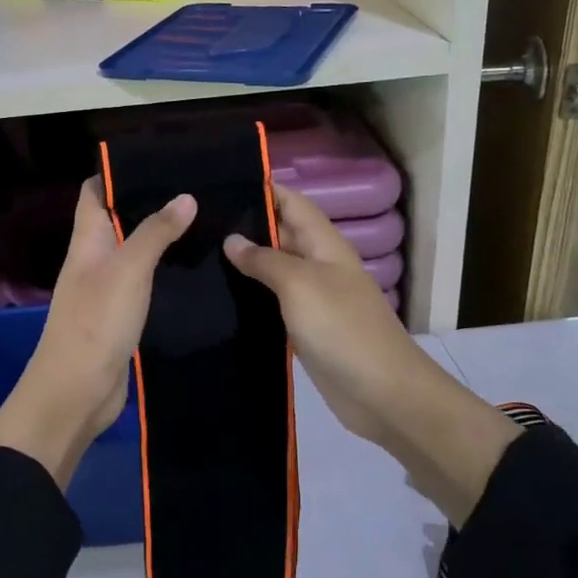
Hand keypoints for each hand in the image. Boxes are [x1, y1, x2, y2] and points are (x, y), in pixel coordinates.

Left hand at [0, 177, 195, 487]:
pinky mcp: (122, 316)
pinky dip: (165, 272)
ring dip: (161, 238)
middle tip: (197, 188)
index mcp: (86, 241)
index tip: (159, 159)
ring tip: (205, 220)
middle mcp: (94, 259)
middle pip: (117, 220)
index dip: (117, 173)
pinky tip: (195, 267)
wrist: (77, 392)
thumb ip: (155, 232)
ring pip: (134, 252)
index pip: (93, 192)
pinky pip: (144, 284)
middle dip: (149, 203)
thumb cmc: (96, 321)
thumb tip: (185, 196)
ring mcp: (107, 290)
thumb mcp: (128, 270)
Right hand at [224, 184, 519, 522]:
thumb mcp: (300, 285)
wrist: (381, 393)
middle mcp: (318, 265)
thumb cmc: (342, 329)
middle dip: (245, 226)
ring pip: (274, 270)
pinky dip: (250, 297)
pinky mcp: (304, 328)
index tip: (220, 185)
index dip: (262, 190)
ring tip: (198, 254)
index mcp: (325, 245)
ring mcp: (312, 299)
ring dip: (244, 263)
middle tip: (195, 222)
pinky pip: (273, 303)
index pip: (291, 203)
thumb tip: (232, 239)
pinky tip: (218, 297)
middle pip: (280, 234)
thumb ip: (265, 259)